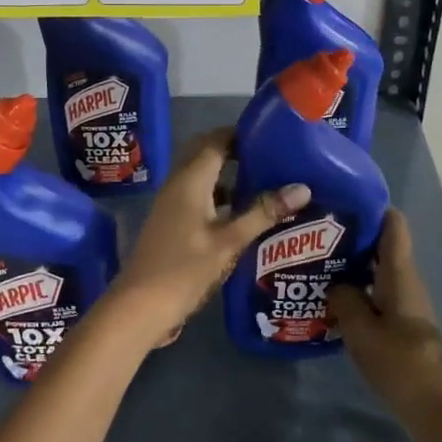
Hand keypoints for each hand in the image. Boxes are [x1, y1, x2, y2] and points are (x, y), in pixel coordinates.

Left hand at [104, 129, 309, 347]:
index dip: (241, 133)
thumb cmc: (184, 269)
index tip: (272, 134)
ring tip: (265, 182)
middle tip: (272, 157)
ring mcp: (172, 205)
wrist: (139, 307)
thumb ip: (263, 212)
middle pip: (207, 155)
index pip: (215, 140)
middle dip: (236, 151)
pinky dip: (220, 197)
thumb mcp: (229, 241)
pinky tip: (243, 215)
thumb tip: (302, 187)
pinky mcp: (172, 224)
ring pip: (203, 178)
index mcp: (190, 179)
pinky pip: (198, 197)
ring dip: (229, 176)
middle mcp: (178, 184)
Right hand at [327, 210, 441, 441]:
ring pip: (377, 271)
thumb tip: (335, 284)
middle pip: (382, 246)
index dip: (371, 206)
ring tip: (315, 261)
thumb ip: (344, 299)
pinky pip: (377, 293)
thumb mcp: (361, 330)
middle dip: (352, 236)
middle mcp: (406, 281)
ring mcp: (406, 303)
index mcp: (400, 273)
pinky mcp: (402, 324)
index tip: (341, 199)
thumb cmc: (399, 362)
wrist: (435, 409)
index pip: (393, 224)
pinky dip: (357, 289)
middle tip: (314, 232)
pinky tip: (331, 297)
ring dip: (352, 265)